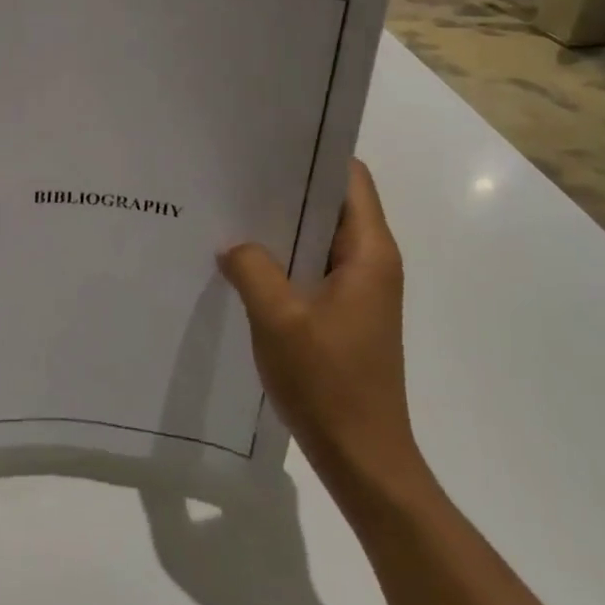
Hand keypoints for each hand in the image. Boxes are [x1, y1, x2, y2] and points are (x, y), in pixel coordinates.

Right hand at [219, 160, 422, 486]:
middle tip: (237, 173)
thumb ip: (251, 268)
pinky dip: (284, 258)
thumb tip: (233, 244)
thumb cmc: (329, 383)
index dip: (315, 155)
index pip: (351, 179)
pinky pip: (313, 268)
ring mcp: (360, 291)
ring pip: (320, 238)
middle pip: (333, 204)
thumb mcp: (278, 318)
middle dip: (289, 187)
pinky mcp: (345, 314)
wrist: (363, 461)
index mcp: (369, 252)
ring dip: (283, 226)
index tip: (270, 144)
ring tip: (233, 211)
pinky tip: (244, 261)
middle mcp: (371, 263)